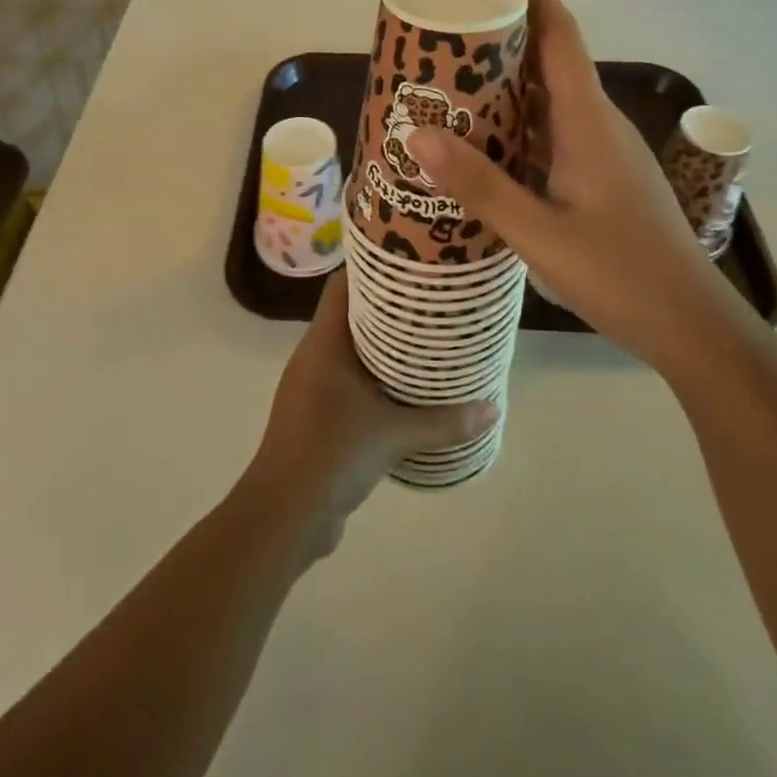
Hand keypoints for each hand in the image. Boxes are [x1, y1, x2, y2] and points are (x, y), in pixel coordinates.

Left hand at [244, 273, 495, 559]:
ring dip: (383, 346)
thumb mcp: (394, 435)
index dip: (371, 267)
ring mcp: (312, 387)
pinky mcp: (318, 415)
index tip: (409, 261)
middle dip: (388, 307)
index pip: (342, 285)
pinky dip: (375, 378)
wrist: (284, 515)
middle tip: (430, 301)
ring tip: (426, 340)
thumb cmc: (332, 453)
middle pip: (351, 314)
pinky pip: (349, 382)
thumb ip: (444, 422)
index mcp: (323, 343)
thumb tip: (492, 409)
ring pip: (351, 350)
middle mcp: (314, 356)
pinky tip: (406, 390)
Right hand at [404, 0, 727, 371]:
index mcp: (588, 122)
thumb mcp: (541, 235)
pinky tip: (483, 140)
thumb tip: (419, 136)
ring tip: (451, 76)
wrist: (692, 325)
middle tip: (448, 25)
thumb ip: (481, 187)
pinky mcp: (598, 177)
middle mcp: (596, 124)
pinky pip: (550, 132)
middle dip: (505, 31)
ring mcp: (600, 151)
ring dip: (507, 79)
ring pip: (548, 98)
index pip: (559, 36)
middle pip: (550, 59)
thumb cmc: (623, 275)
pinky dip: (516, 122)